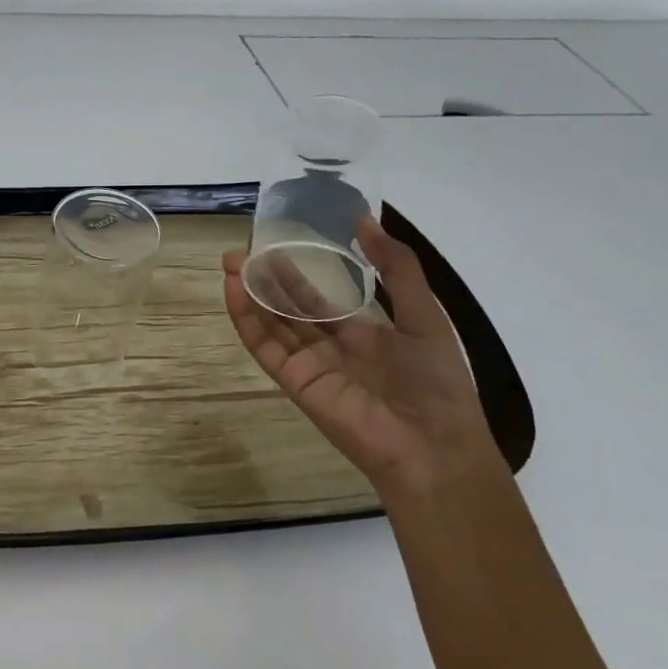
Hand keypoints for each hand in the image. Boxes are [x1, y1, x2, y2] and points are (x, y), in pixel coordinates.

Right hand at [223, 216, 504, 497]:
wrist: (433, 448)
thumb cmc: (436, 383)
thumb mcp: (425, 315)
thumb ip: (396, 268)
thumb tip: (366, 220)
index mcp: (363, 334)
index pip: (318, 299)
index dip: (295, 272)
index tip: (275, 244)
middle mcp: (330, 348)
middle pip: (287, 308)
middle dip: (263, 279)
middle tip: (238, 252)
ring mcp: (309, 365)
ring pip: (271, 323)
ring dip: (250, 294)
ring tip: (231, 263)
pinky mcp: (294, 380)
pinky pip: (264, 347)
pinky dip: (247, 320)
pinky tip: (234, 291)